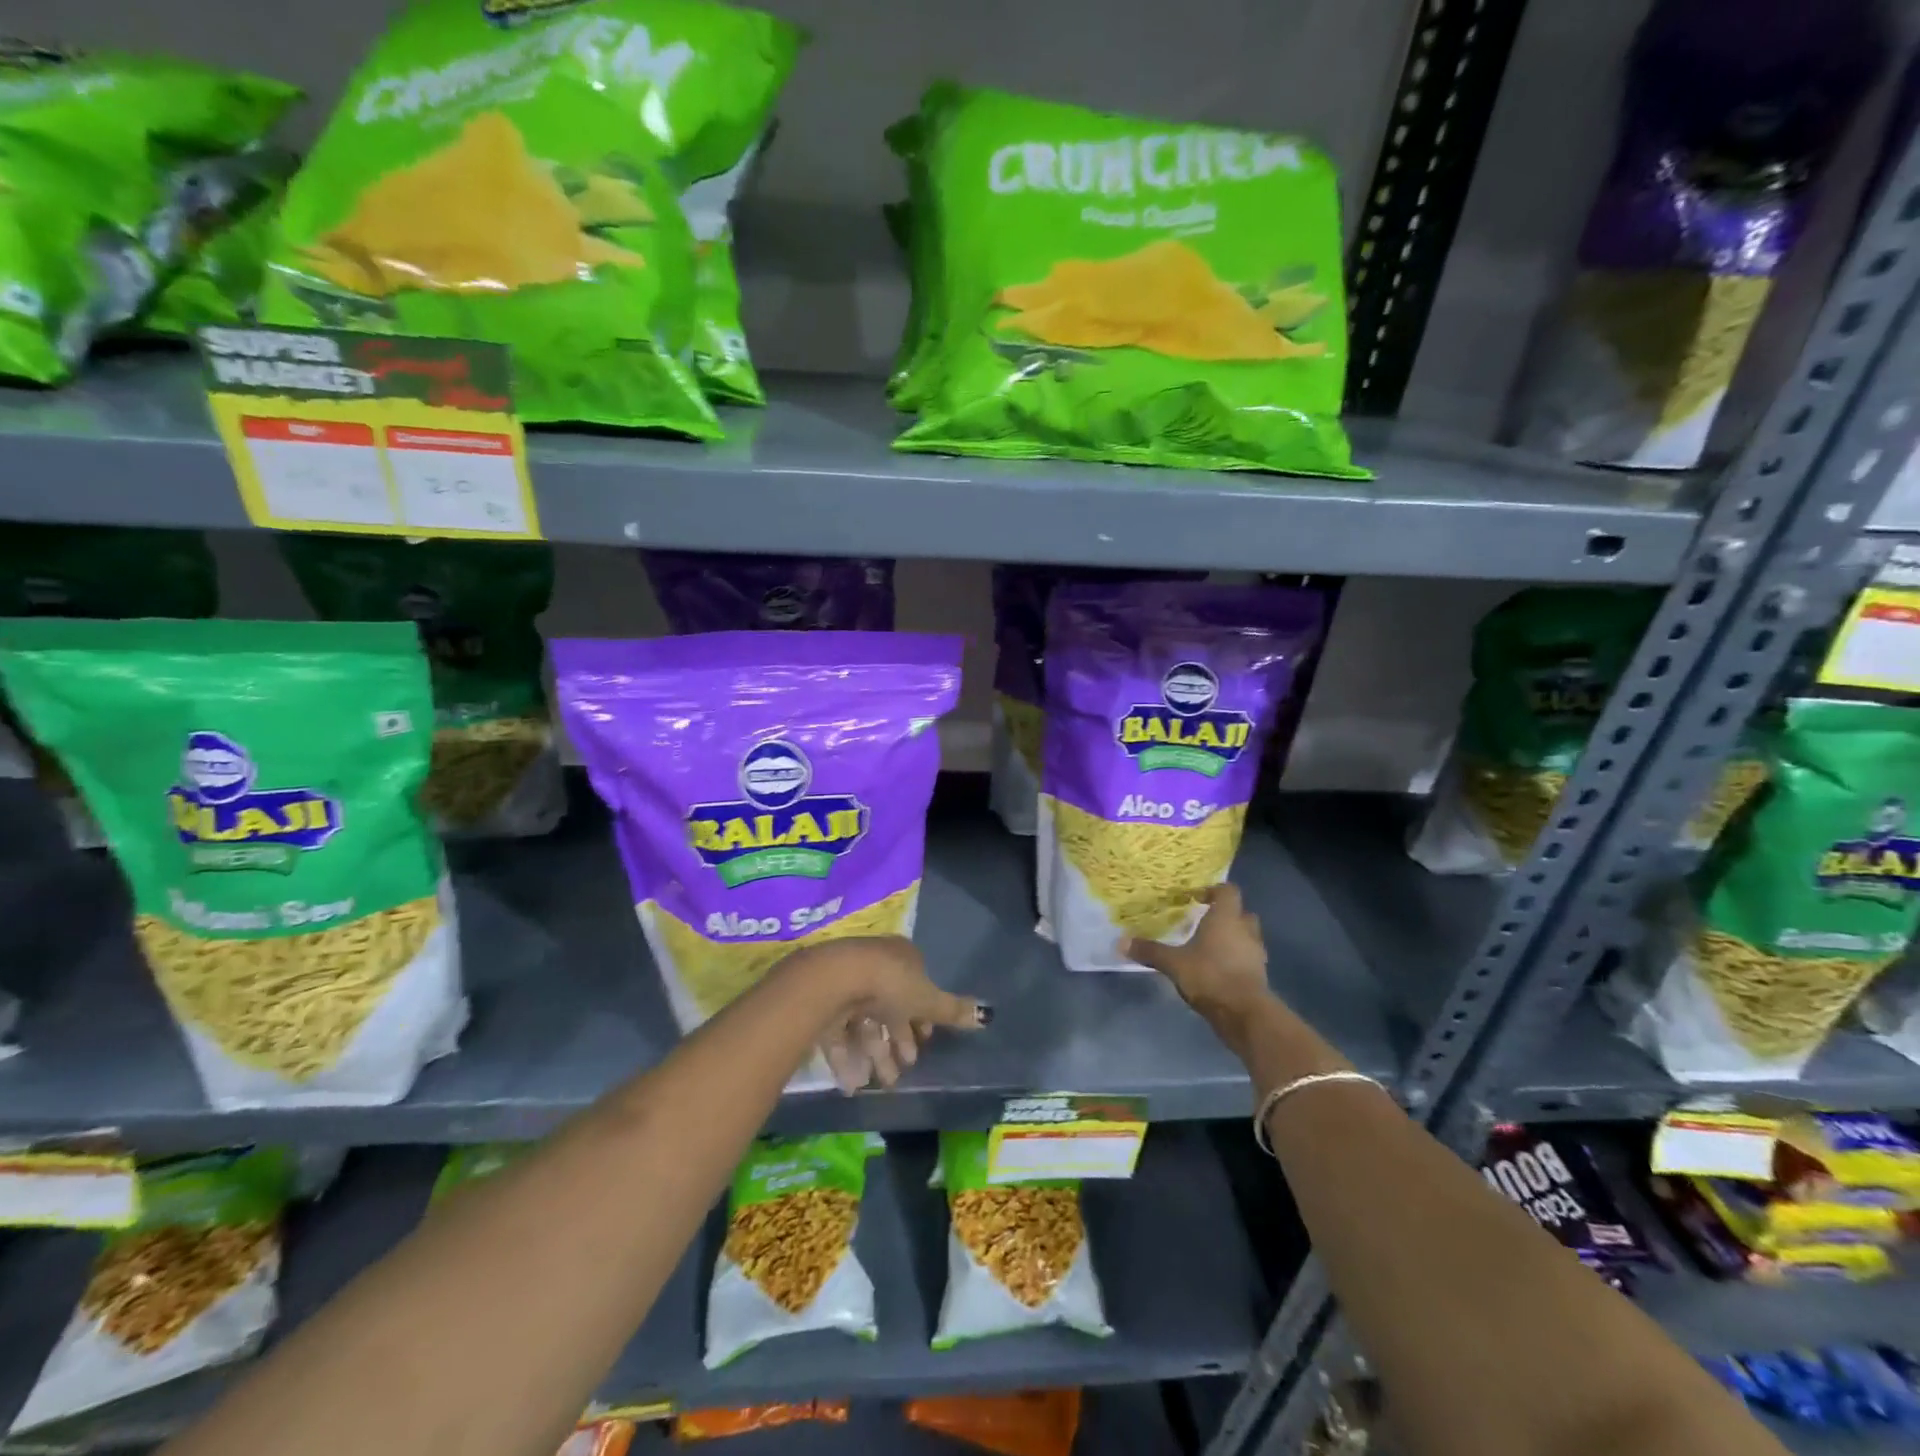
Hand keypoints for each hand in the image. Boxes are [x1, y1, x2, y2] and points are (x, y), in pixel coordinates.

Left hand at [783, 936, 990, 1092]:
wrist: (834, 980)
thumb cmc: (890, 984)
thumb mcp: (928, 1000)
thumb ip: (953, 1011)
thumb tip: (987, 1015)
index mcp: (901, 957)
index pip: (916, 987)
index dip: (922, 1016)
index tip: (925, 1041)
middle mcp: (874, 966)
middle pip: (890, 1008)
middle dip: (899, 1041)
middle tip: (906, 1068)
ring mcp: (847, 984)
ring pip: (865, 1023)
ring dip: (876, 1055)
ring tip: (883, 1084)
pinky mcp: (823, 1003)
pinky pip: (839, 1033)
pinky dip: (848, 1059)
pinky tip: (854, 1084)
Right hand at [1125, 884, 1273, 1025]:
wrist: (1245, 1013)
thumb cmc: (1210, 975)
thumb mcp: (1174, 963)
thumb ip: (1150, 951)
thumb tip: (1121, 942)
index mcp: (1226, 918)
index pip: (1228, 891)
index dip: (1214, 890)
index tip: (1196, 897)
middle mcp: (1245, 930)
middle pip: (1240, 912)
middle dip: (1225, 915)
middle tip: (1204, 921)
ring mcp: (1256, 952)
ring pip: (1246, 936)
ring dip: (1233, 937)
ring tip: (1209, 946)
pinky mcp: (1260, 974)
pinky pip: (1248, 957)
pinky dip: (1236, 958)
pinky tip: (1218, 968)